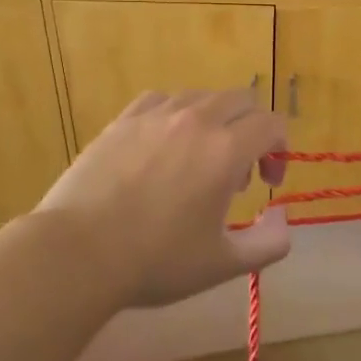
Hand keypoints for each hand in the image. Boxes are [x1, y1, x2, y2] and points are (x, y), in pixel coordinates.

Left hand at [36, 89, 290, 309]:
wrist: (78, 253)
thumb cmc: (156, 261)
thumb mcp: (224, 264)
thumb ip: (271, 242)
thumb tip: (282, 217)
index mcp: (225, 150)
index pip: (271, 124)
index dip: (280, 150)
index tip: (268, 183)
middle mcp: (195, 120)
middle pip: (241, 100)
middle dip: (252, 130)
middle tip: (239, 173)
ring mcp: (154, 116)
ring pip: (201, 97)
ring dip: (215, 121)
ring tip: (200, 159)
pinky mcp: (122, 120)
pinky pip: (161, 100)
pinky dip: (176, 116)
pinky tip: (163, 145)